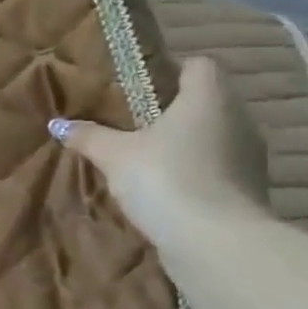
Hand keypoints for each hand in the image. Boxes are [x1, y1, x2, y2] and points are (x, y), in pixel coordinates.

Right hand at [51, 56, 271, 250]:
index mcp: (209, 98)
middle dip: (173, 109)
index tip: (140, 86)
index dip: (172, 70)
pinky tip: (165, 186)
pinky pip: (217, 166)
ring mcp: (250, 156)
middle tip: (132, 121)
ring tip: (145, 156)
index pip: (200, 65)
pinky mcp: (249, 189)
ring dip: (185, 142)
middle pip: (206, 101)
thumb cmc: (165, 179)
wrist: (216, 243)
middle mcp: (239, 119)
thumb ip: (88, 136)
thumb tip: (57, 123)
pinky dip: (195, 170)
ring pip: (213, 135)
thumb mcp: (114, 155)